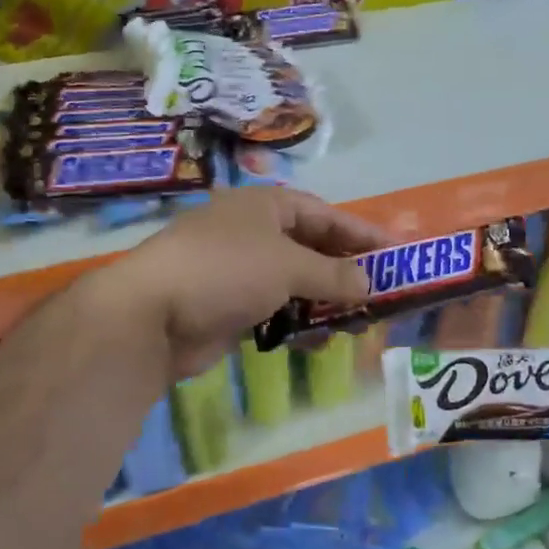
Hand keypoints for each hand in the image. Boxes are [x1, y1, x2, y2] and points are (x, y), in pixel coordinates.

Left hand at [76, 187, 383, 380]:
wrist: (151, 315)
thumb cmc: (226, 270)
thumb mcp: (289, 266)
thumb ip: (334, 275)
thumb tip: (369, 284)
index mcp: (266, 207)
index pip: (326, 215)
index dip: (362, 234)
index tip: (397, 254)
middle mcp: (254, 233)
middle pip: (312, 249)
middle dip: (346, 272)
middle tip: (382, 294)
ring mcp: (239, 271)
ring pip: (296, 284)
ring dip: (326, 302)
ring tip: (358, 323)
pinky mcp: (230, 307)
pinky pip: (276, 311)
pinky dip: (299, 323)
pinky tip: (320, 342)